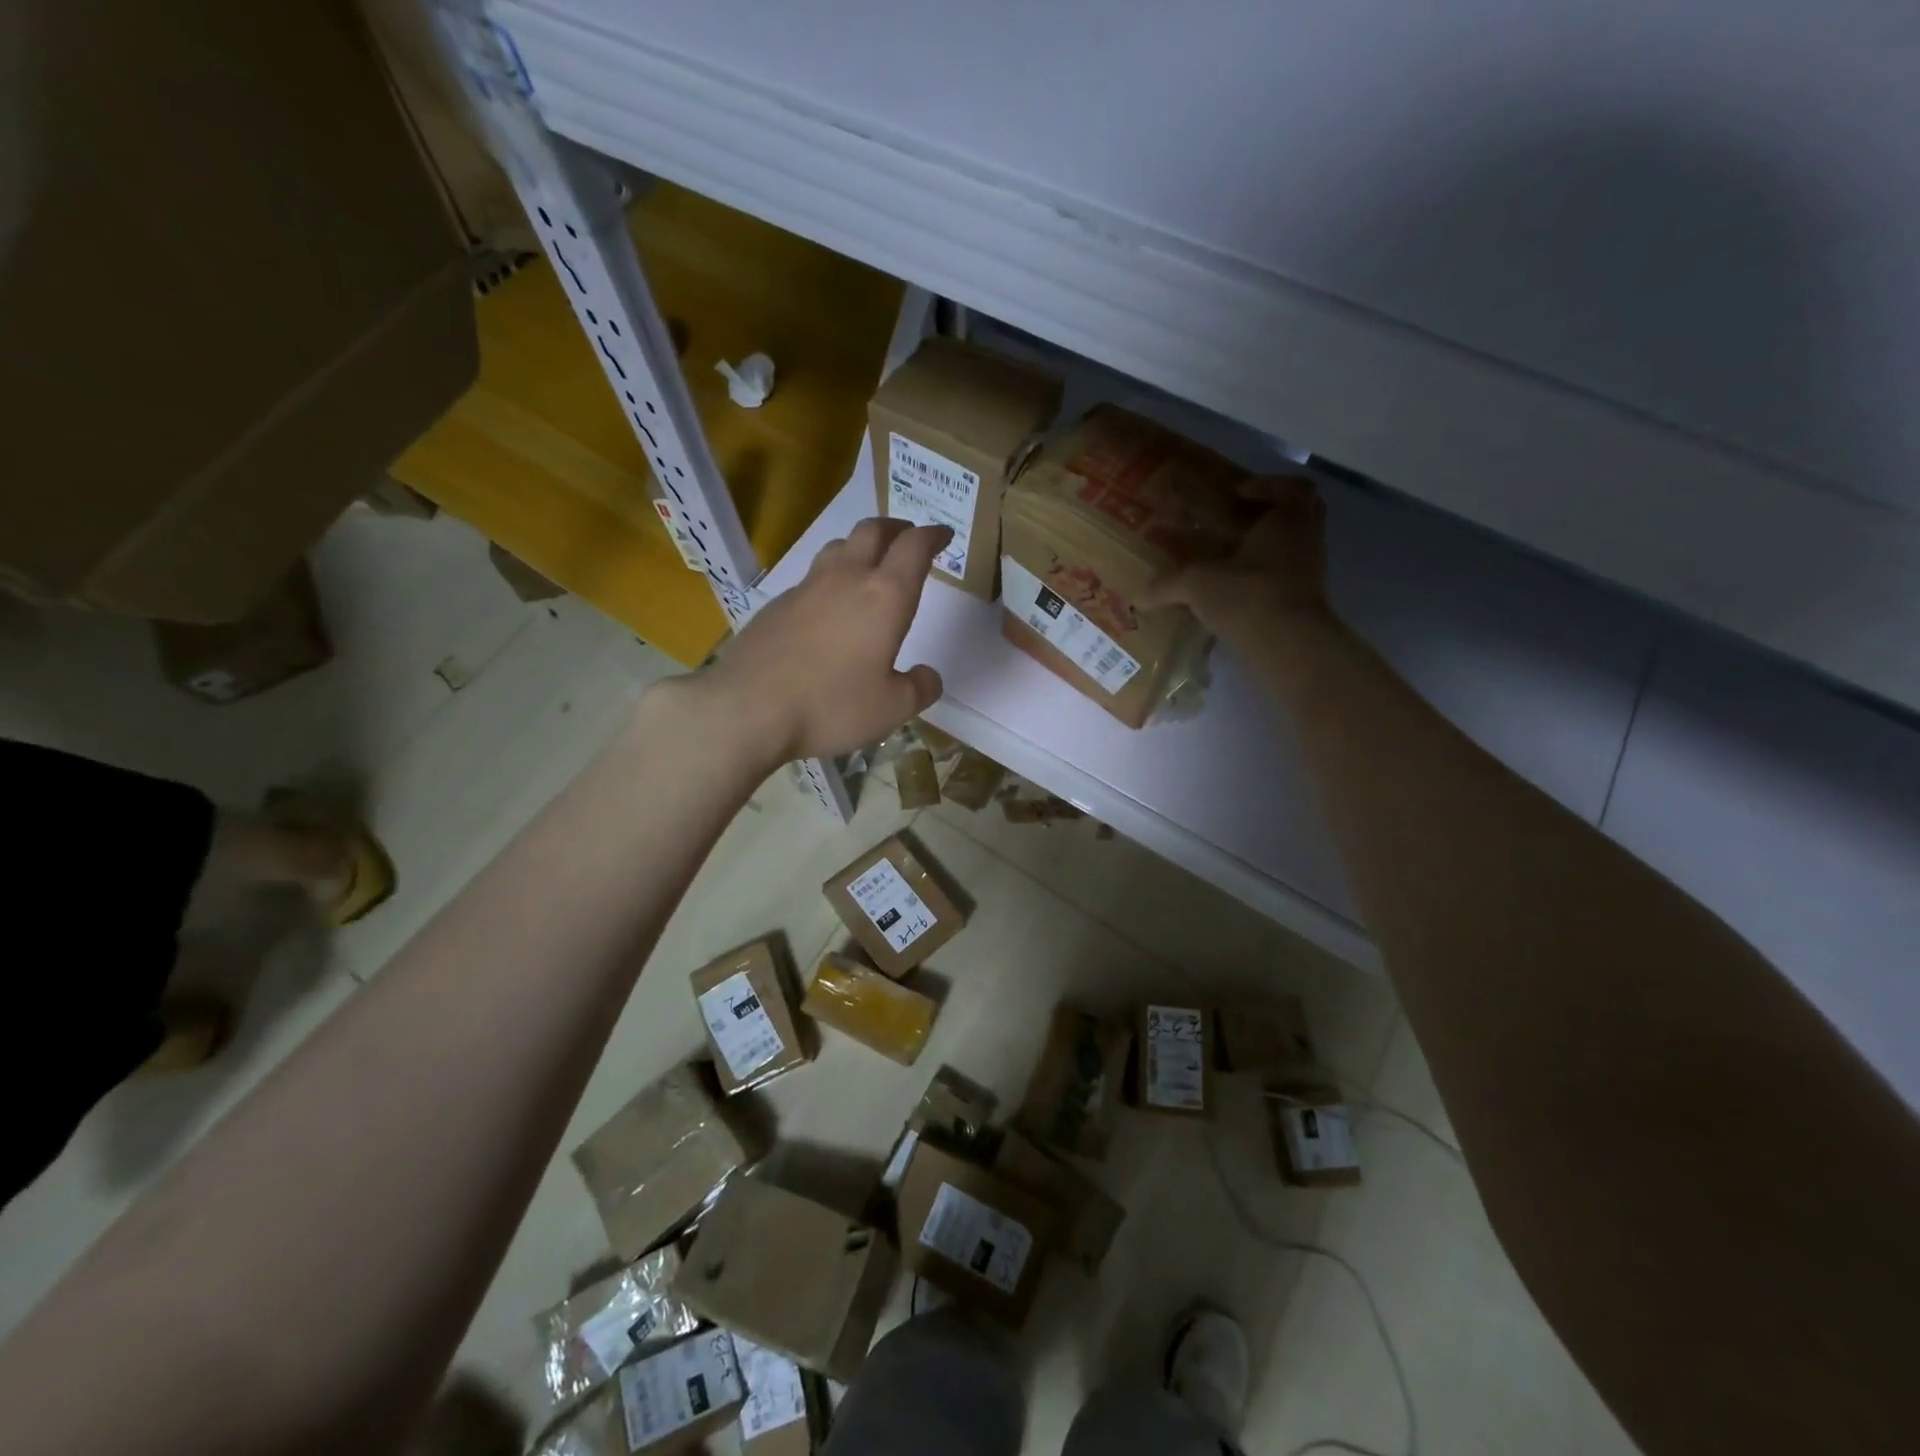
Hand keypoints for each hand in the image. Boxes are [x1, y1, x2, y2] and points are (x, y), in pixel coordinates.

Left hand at [699, 518, 949, 762]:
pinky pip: (811, 578)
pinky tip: (828, 608)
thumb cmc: (831, 705)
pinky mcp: (776, 604)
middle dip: (897, 528)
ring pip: (838, 547)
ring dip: (860, 547)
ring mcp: (806, 588)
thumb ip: (919, 689)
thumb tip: (928, 675)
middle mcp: (846, 579)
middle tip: (908, 538)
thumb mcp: (891, 709)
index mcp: (884, 597)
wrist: (748, 708)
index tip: (943, 535)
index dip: (932, 536)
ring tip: (869, 565)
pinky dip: (830, 579)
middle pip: (873, 531)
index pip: (914, 547)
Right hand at [1141, 476, 1333, 641]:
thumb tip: (1137, 597)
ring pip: (1294, 547)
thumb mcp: (1198, 584)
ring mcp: (1311, 572)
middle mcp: (1307, 539)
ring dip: (1268, 548)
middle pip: (1303, 512)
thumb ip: (1168, 585)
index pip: (1294, 486)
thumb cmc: (1249, 595)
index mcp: (1289, 519)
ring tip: (1232, 559)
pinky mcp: (1306, 601)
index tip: (1238, 493)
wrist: (1290, 645)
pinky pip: (1288, 577)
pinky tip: (1237, 592)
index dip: (1267, 484)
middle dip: (1273, 512)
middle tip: (1240, 520)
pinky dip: (1266, 579)